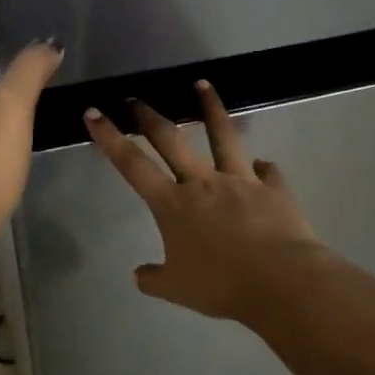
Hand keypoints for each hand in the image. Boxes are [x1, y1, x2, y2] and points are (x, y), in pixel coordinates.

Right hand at [85, 81, 319, 321]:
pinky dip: (262, 168)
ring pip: (223, 135)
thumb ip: (154, 278)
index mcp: (173, 205)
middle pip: (171, 140)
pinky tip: (262, 166)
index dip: (109, 137)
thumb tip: (139, 275)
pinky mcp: (273, 188)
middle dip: (149, 116)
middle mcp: (203, 183)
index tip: (93, 113)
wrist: (280, 281)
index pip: (132, 165)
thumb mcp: (177, 289)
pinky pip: (267, 171)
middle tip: (135, 99)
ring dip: (210, 108)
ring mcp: (240, 180)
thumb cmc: (221, 286)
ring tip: (203, 85)